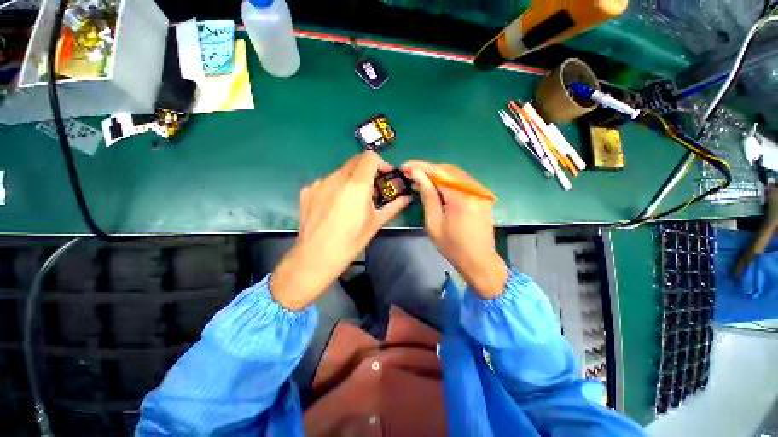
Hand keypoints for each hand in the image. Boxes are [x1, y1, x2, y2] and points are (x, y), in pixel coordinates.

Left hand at [271, 152, 411, 309]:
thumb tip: (408, 198)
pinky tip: (335, 206)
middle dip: (367, 171)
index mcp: (357, 184)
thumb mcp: (376, 223)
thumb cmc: (351, 241)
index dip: (380, 163)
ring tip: (352, 200)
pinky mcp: (307, 191)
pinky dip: (335, 188)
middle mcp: (336, 178)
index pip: (370, 157)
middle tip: (371, 189)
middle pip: (355, 162)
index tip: (384, 177)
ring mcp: (319, 183)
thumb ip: (394, 206)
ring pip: (340, 172)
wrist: (316, 257)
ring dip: (351, 180)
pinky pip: (326, 182)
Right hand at [402, 161, 507, 298]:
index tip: (404, 167)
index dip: (420, 167)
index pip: (439, 172)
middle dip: (428, 169)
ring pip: (455, 174)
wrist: (479, 261)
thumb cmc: (452, 246)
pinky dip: (447, 181)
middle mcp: (474, 189)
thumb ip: (427, 195)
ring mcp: (480, 192)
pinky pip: (462, 182)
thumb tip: (417, 175)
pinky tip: (437, 187)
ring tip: (420, 180)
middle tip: (410, 174)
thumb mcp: (434, 222)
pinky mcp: (482, 196)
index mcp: (461, 197)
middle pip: (448, 170)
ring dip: (437, 174)